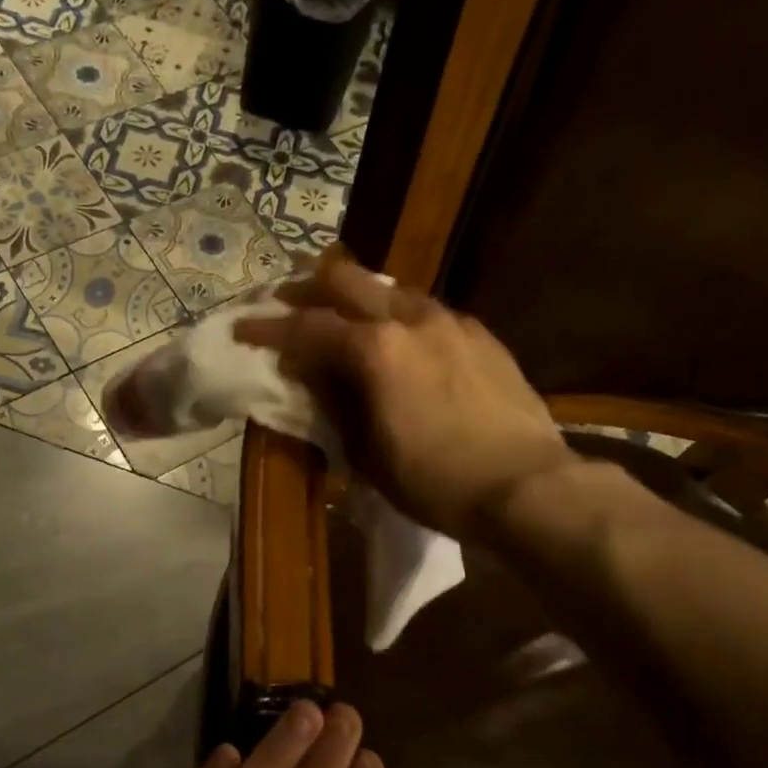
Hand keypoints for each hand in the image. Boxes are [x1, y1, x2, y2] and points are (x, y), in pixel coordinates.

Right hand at [236, 253, 571, 540]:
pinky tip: (398, 335)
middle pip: (346, 281)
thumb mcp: (367, 454)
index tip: (241, 326)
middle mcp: (410, 320)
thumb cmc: (435, 482)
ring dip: (356, 295)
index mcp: (375, 350)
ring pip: (390, 288)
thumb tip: (309, 372)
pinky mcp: (479, 334)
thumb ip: (334, 403)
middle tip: (284, 300)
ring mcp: (450, 321)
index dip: (268, 326)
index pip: (306, 327)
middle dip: (307, 288)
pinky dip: (397, 313)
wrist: (526, 487)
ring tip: (339, 313)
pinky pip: (426, 309)